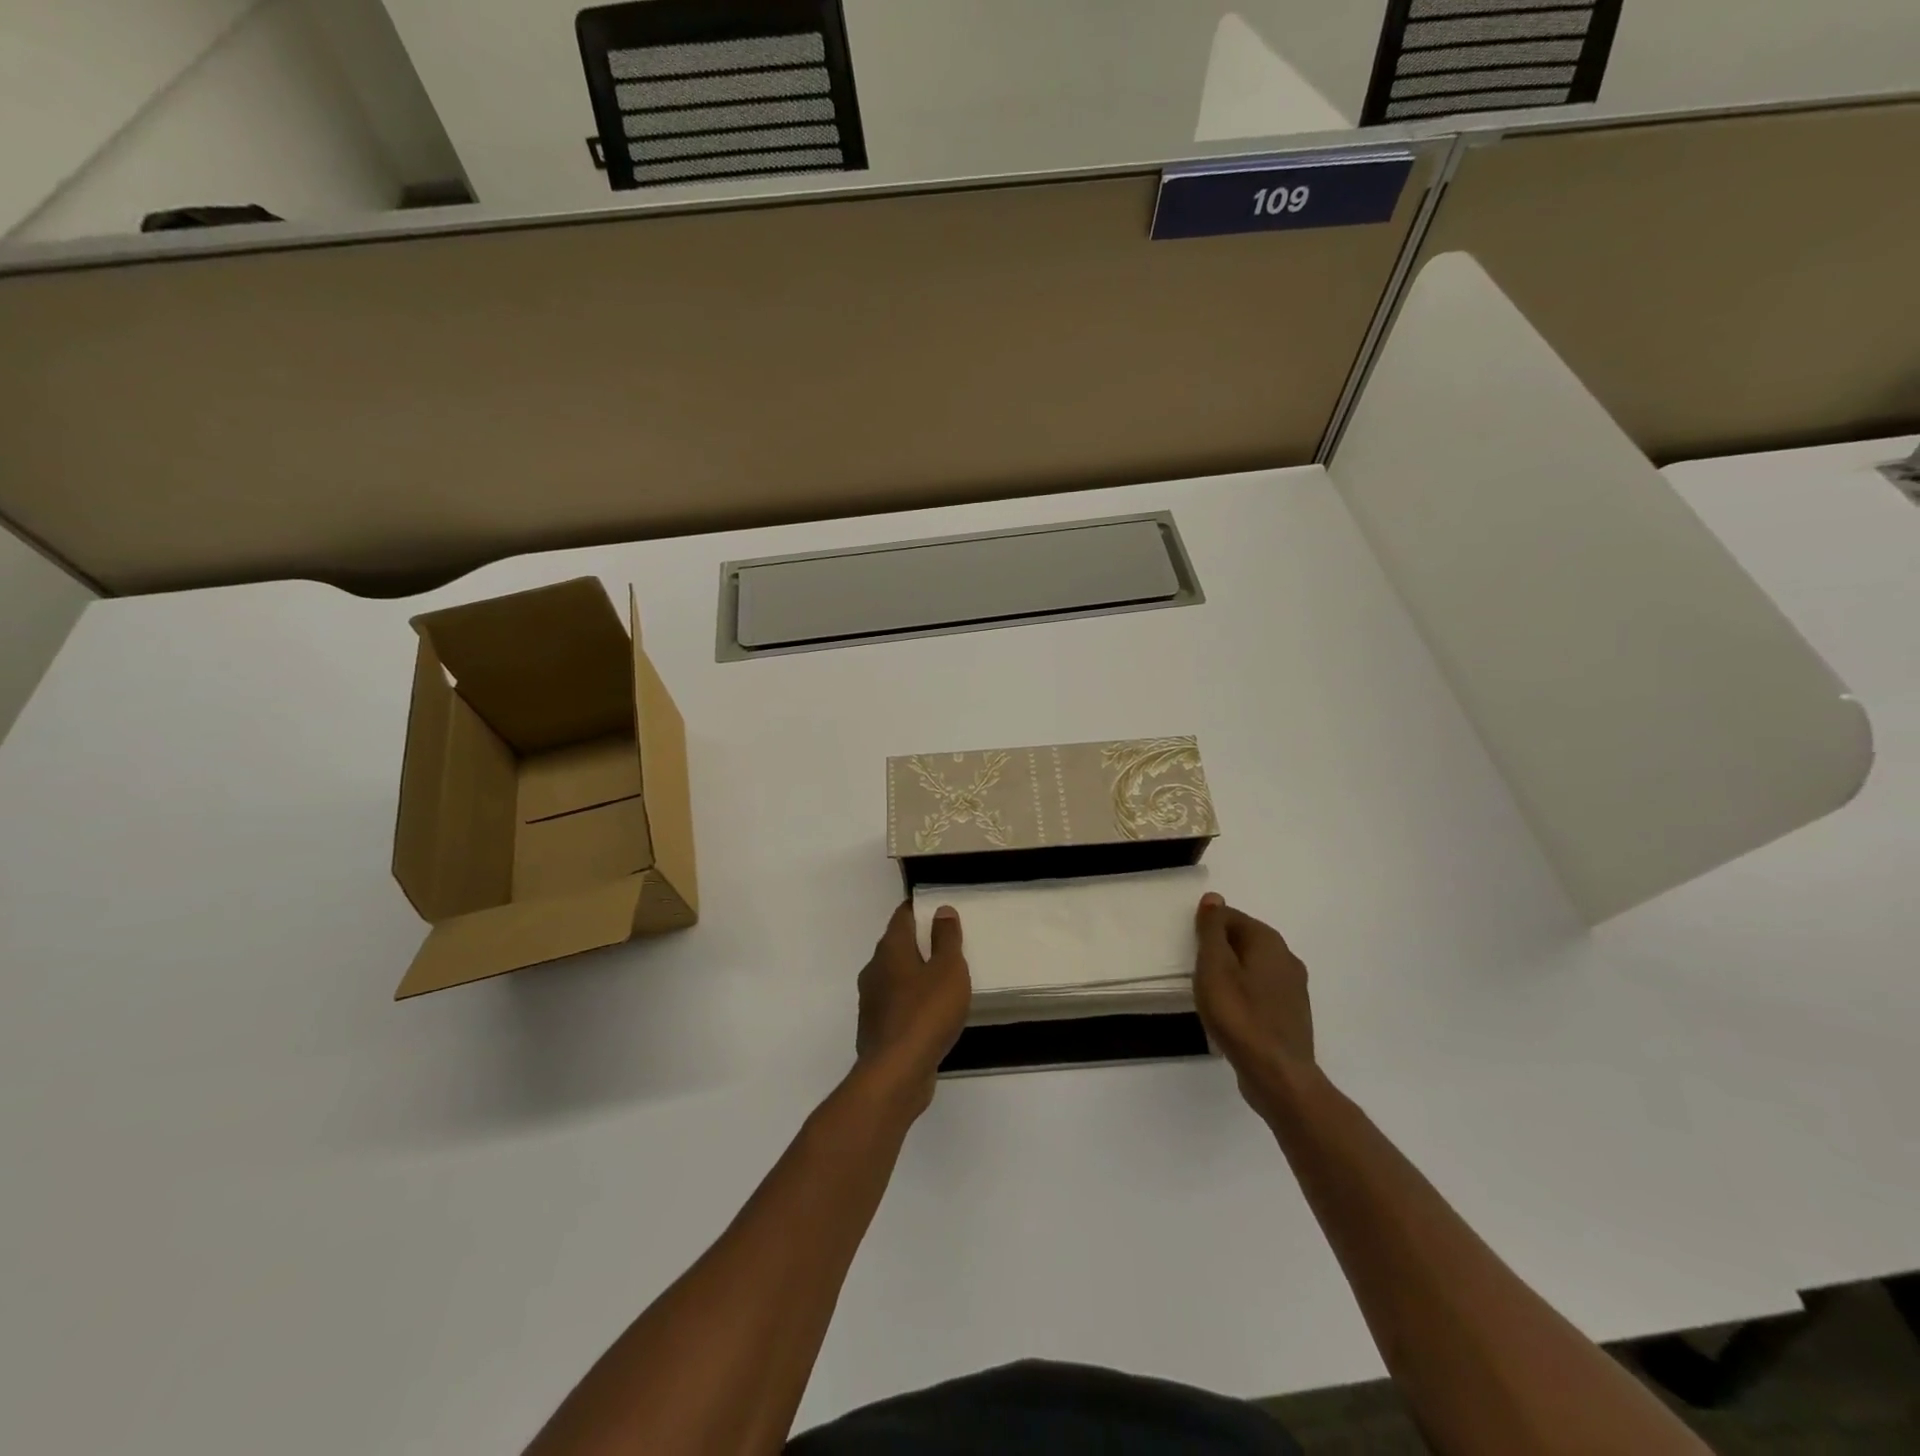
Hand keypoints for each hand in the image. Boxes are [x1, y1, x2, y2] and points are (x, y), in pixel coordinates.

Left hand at [855, 902, 970, 1112]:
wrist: (896, 1073)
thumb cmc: (926, 1012)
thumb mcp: (948, 970)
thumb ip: (946, 939)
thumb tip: (941, 910)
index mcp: (890, 949)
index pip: (902, 917)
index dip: (919, 909)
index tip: (937, 908)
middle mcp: (875, 970)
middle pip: (896, 946)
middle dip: (918, 942)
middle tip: (946, 943)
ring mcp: (872, 1001)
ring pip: (895, 976)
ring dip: (914, 974)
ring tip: (942, 978)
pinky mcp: (877, 1029)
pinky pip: (896, 1004)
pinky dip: (911, 1001)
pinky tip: (930, 1013)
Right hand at [1193, 893, 1314, 1116]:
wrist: (1277, 1075)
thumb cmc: (1239, 1015)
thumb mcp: (1214, 966)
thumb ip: (1212, 930)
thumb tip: (1214, 898)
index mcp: (1268, 941)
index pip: (1231, 917)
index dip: (1207, 928)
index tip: (1190, 949)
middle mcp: (1287, 958)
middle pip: (1244, 941)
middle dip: (1219, 950)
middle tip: (1196, 970)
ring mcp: (1294, 988)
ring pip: (1253, 967)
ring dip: (1231, 973)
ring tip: (1210, 993)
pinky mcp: (1292, 1014)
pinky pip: (1261, 992)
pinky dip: (1244, 995)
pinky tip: (1230, 1014)